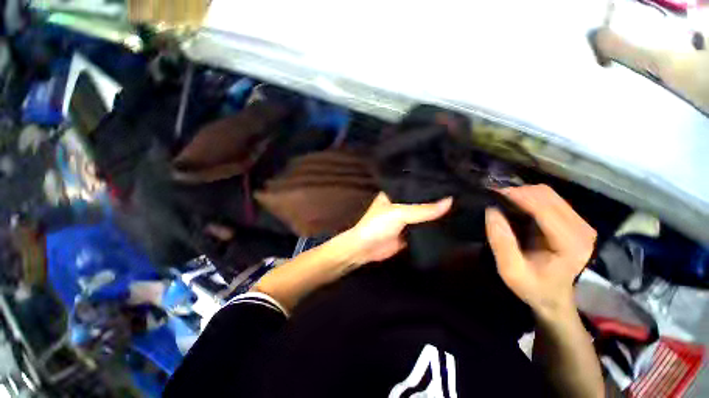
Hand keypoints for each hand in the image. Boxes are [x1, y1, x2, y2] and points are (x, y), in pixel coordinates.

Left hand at [344, 192, 451, 265]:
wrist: (366, 249)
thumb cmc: (378, 225)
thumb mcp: (400, 213)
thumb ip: (423, 209)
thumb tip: (450, 201)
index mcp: (395, 193)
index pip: (416, 185)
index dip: (430, 183)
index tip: (451, 179)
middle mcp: (401, 204)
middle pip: (421, 201)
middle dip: (436, 199)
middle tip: (461, 193)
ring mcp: (405, 219)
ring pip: (424, 215)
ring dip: (437, 214)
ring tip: (461, 206)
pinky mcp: (409, 233)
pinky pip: (424, 229)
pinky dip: (434, 228)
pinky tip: (451, 223)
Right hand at [485, 184, 595, 318]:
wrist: (557, 298)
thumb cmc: (534, 288)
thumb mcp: (511, 271)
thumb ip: (501, 242)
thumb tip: (491, 210)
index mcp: (570, 244)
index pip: (543, 208)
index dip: (517, 197)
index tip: (493, 194)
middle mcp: (581, 229)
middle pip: (547, 195)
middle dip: (518, 193)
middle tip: (495, 198)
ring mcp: (581, 224)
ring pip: (549, 195)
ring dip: (524, 194)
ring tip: (503, 202)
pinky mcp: (576, 222)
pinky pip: (551, 200)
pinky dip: (531, 199)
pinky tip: (517, 207)